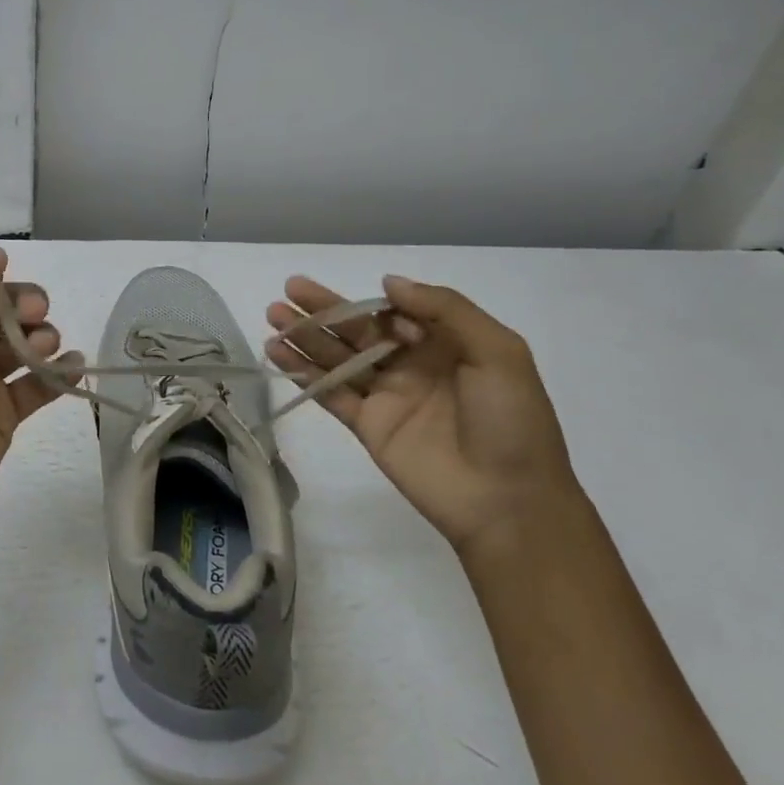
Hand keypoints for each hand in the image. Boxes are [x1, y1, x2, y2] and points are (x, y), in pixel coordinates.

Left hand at [0, 248, 80, 552]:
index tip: (10, 283)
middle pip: (3, 312)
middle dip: (24, 305)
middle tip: (34, 314)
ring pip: (24, 344)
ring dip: (42, 335)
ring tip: (43, 348)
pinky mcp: (6, 415)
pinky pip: (40, 385)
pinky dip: (60, 372)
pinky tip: (72, 365)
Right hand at [265, 275, 580, 557]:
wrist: (508, 502)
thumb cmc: (511, 421)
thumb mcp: (498, 352)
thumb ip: (445, 309)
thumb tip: (388, 283)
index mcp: (444, 344)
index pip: (395, 312)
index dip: (374, 306)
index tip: (368, 311)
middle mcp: (410, 364)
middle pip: (358, 330)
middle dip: (324, 309)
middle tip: (288, 289)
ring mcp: (386, 396)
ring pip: (338, 357)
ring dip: (306, 336)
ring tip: (272, 315)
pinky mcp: (367, 426)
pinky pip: (330, 393)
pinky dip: (304, 373)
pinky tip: (277, 354)